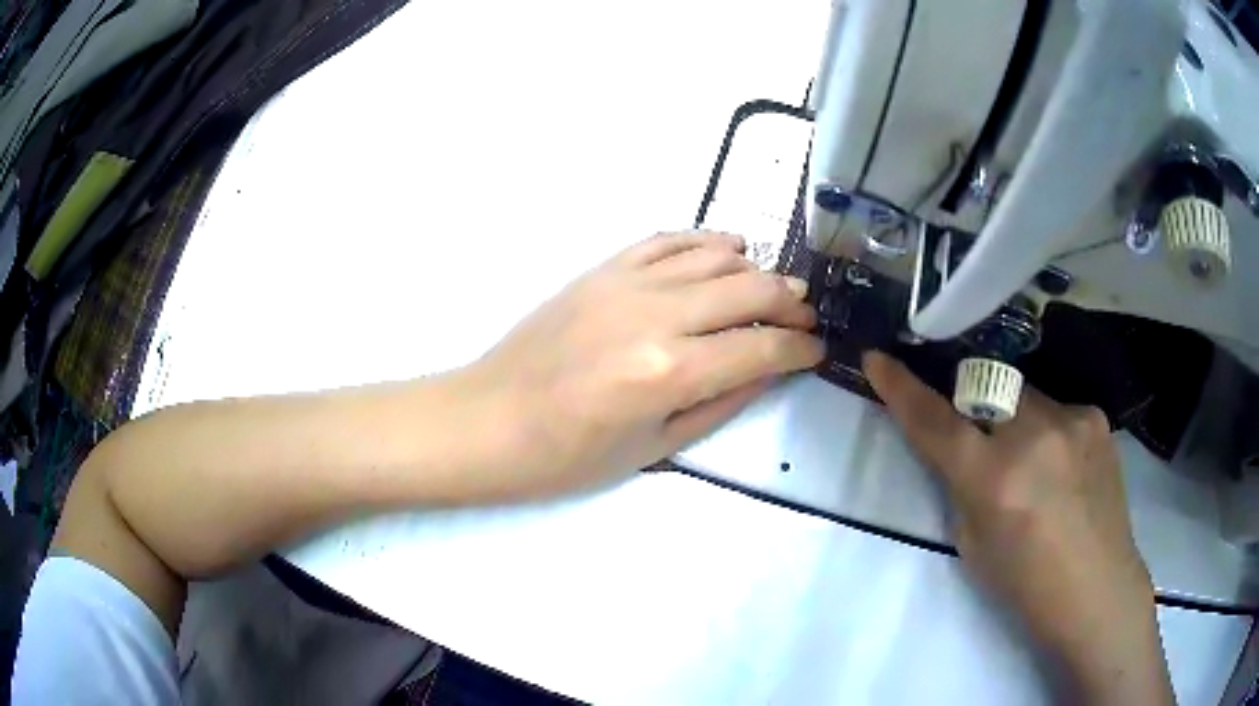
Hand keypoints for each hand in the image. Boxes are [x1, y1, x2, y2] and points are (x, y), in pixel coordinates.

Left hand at [465, 231, 823, 498]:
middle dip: (791, 303)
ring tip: (773, 287)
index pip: (760, 348)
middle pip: (749, 290)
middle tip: (806, 316)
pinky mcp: (601, 269)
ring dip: (756, 268)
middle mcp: (655, 315)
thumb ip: (721, 403)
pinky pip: (666, 240)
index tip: (816, 350)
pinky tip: (727, 249)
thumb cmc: (567, 456)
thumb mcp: (655, 447)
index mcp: (669, 372)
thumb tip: (769, 369)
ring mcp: (625, 283)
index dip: (799, 348)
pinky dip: (705, 240)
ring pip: (714, 255)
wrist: (489, 420)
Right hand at [862, 351, 1172, 703]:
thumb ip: (962, 486)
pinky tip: (1063, 466)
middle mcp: (1034, 434)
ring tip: (1033, 462)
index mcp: (995, 479)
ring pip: (1024, 395)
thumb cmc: (1026, 584)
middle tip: (983, 436)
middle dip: (974, 403)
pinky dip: (1048, 429)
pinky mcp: (1096, 417)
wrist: (1097, 588)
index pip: (935, 421)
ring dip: (1016, 419)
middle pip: (985, 388)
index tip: (879, 359)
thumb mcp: (974, 543)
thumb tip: (961, 448)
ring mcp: (1071, 418)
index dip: (901, 389)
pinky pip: (1057, 408)